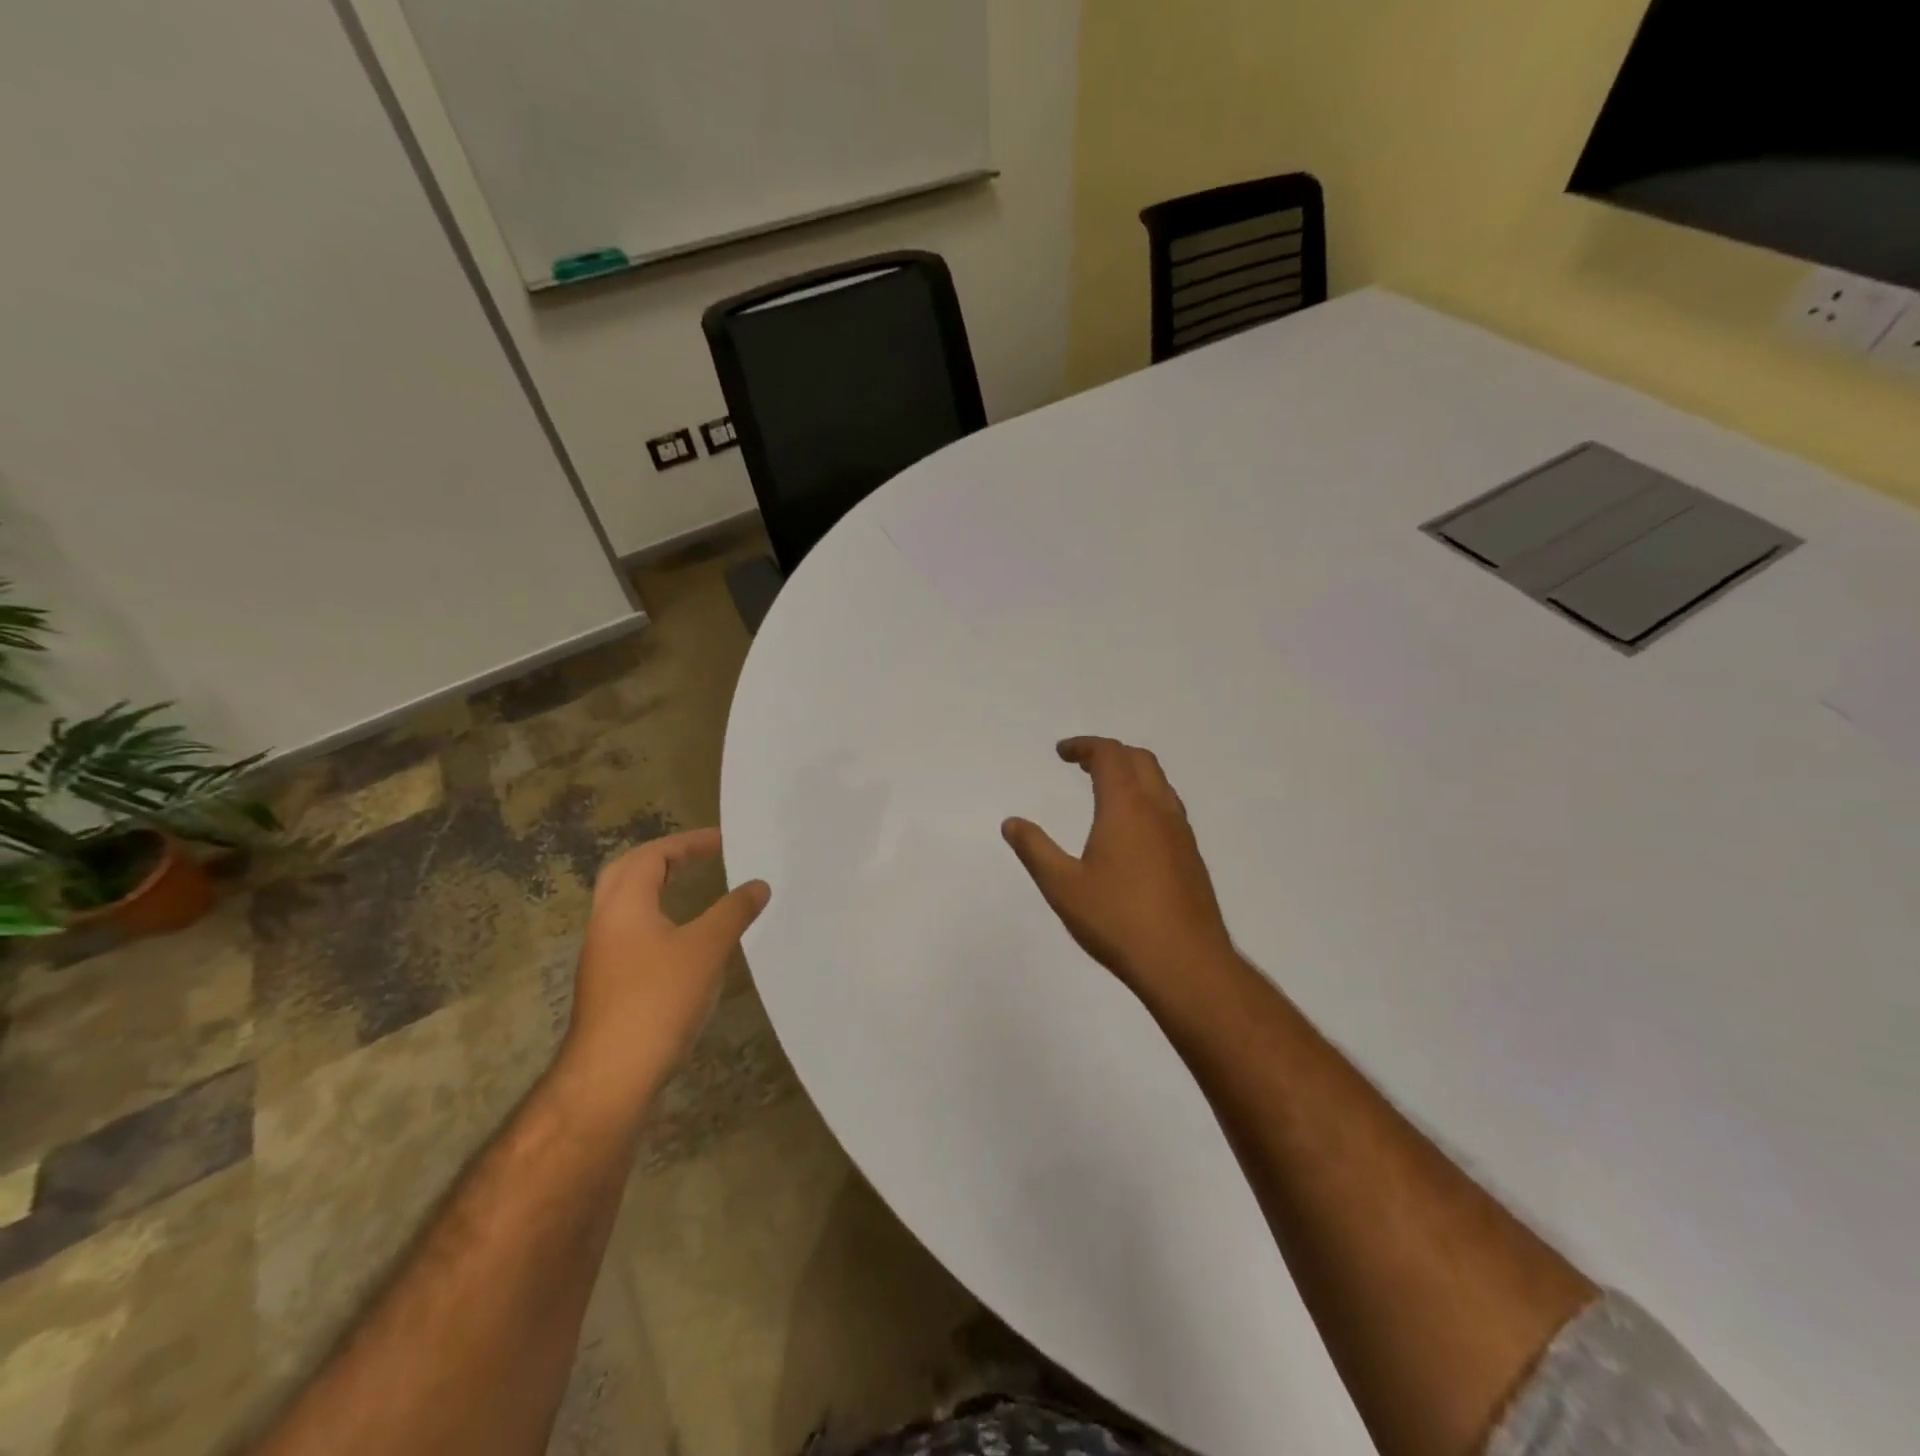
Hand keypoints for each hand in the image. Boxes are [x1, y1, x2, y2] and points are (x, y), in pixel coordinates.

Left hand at [556, 829, 769, 1122]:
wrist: (611, 1075)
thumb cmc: (659, 999)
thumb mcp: (707, 949)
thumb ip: (734, 911)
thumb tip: (758, 885)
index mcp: (624, 905)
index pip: (652, 856)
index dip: (687, 843)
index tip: (721, 841)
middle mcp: (606, 922)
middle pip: (628, 873)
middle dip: (664, 858)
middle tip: (698, 857)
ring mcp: (603, 955)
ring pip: (626, 905)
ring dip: (657, 888)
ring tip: (693, 889)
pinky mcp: (609, 984)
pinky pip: (631, 932)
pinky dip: (657, 918)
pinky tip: (682, 938)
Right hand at [1002, 737, 1235, 1000]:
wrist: (1186, 963)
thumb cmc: (1118, 921)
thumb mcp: (1063, 887)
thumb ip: (1035, 850)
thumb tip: (1011, 823)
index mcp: (1127, 807)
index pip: (1109, 755)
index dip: (1084, 746)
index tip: (1061, 753)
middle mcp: (1159, 810)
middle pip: (1139, 760)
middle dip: (1109, 753)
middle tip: (1081, 764)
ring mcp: (1181, 833)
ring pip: (1159, 783)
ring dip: (1131, 774)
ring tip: (1104, 790)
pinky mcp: (1191, 856)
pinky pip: (1168, 807)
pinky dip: (1145, 798)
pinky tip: (1131, 830)